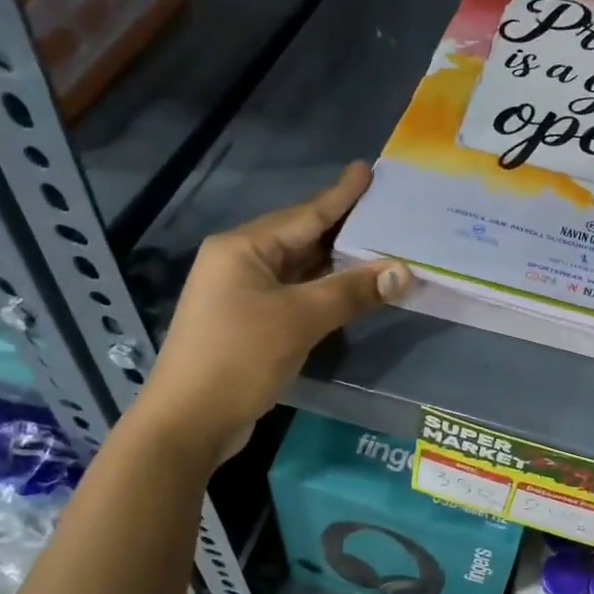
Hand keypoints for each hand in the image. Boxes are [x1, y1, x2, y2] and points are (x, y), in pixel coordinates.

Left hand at [137, 163, 409, 466]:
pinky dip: (323, 292)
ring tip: (380, 247)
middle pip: (301, 239)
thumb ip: (351, 292)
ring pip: (299, 270)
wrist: (189, 422)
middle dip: (343, 229)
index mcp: (243, 248)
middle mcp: (239, 263)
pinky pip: (294, 296)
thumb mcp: (299, 319)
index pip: (304, 214)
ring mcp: (241, 295)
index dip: (340, 195)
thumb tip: (404, 271)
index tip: (366, 170)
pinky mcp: (248, 324)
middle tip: (386, 211)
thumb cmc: (239, 358)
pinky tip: (351, 290)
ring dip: (336, 264)